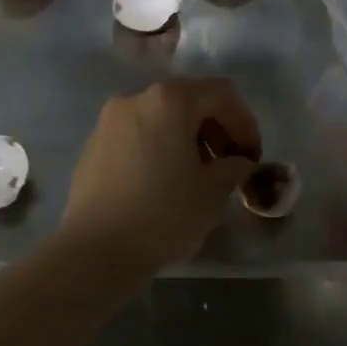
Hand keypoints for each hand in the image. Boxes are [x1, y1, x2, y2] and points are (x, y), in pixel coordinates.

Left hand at [58, 78, 261, 275]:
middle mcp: (136, 98)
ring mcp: (109, 120)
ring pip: (161, 117)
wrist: (95, 251)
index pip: (221, 94)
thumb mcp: (213, 191)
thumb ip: (234, 167)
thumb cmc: (163, 213)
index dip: (244, 122)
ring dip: (188, 138)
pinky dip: (160, 147)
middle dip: (216, 129)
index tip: (252, 156)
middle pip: (189, 100)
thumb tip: (238, 162)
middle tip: (230, 164)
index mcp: (170, 100)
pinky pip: (138, 134)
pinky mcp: (94, 145)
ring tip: (199, 175)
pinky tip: (165, 182)